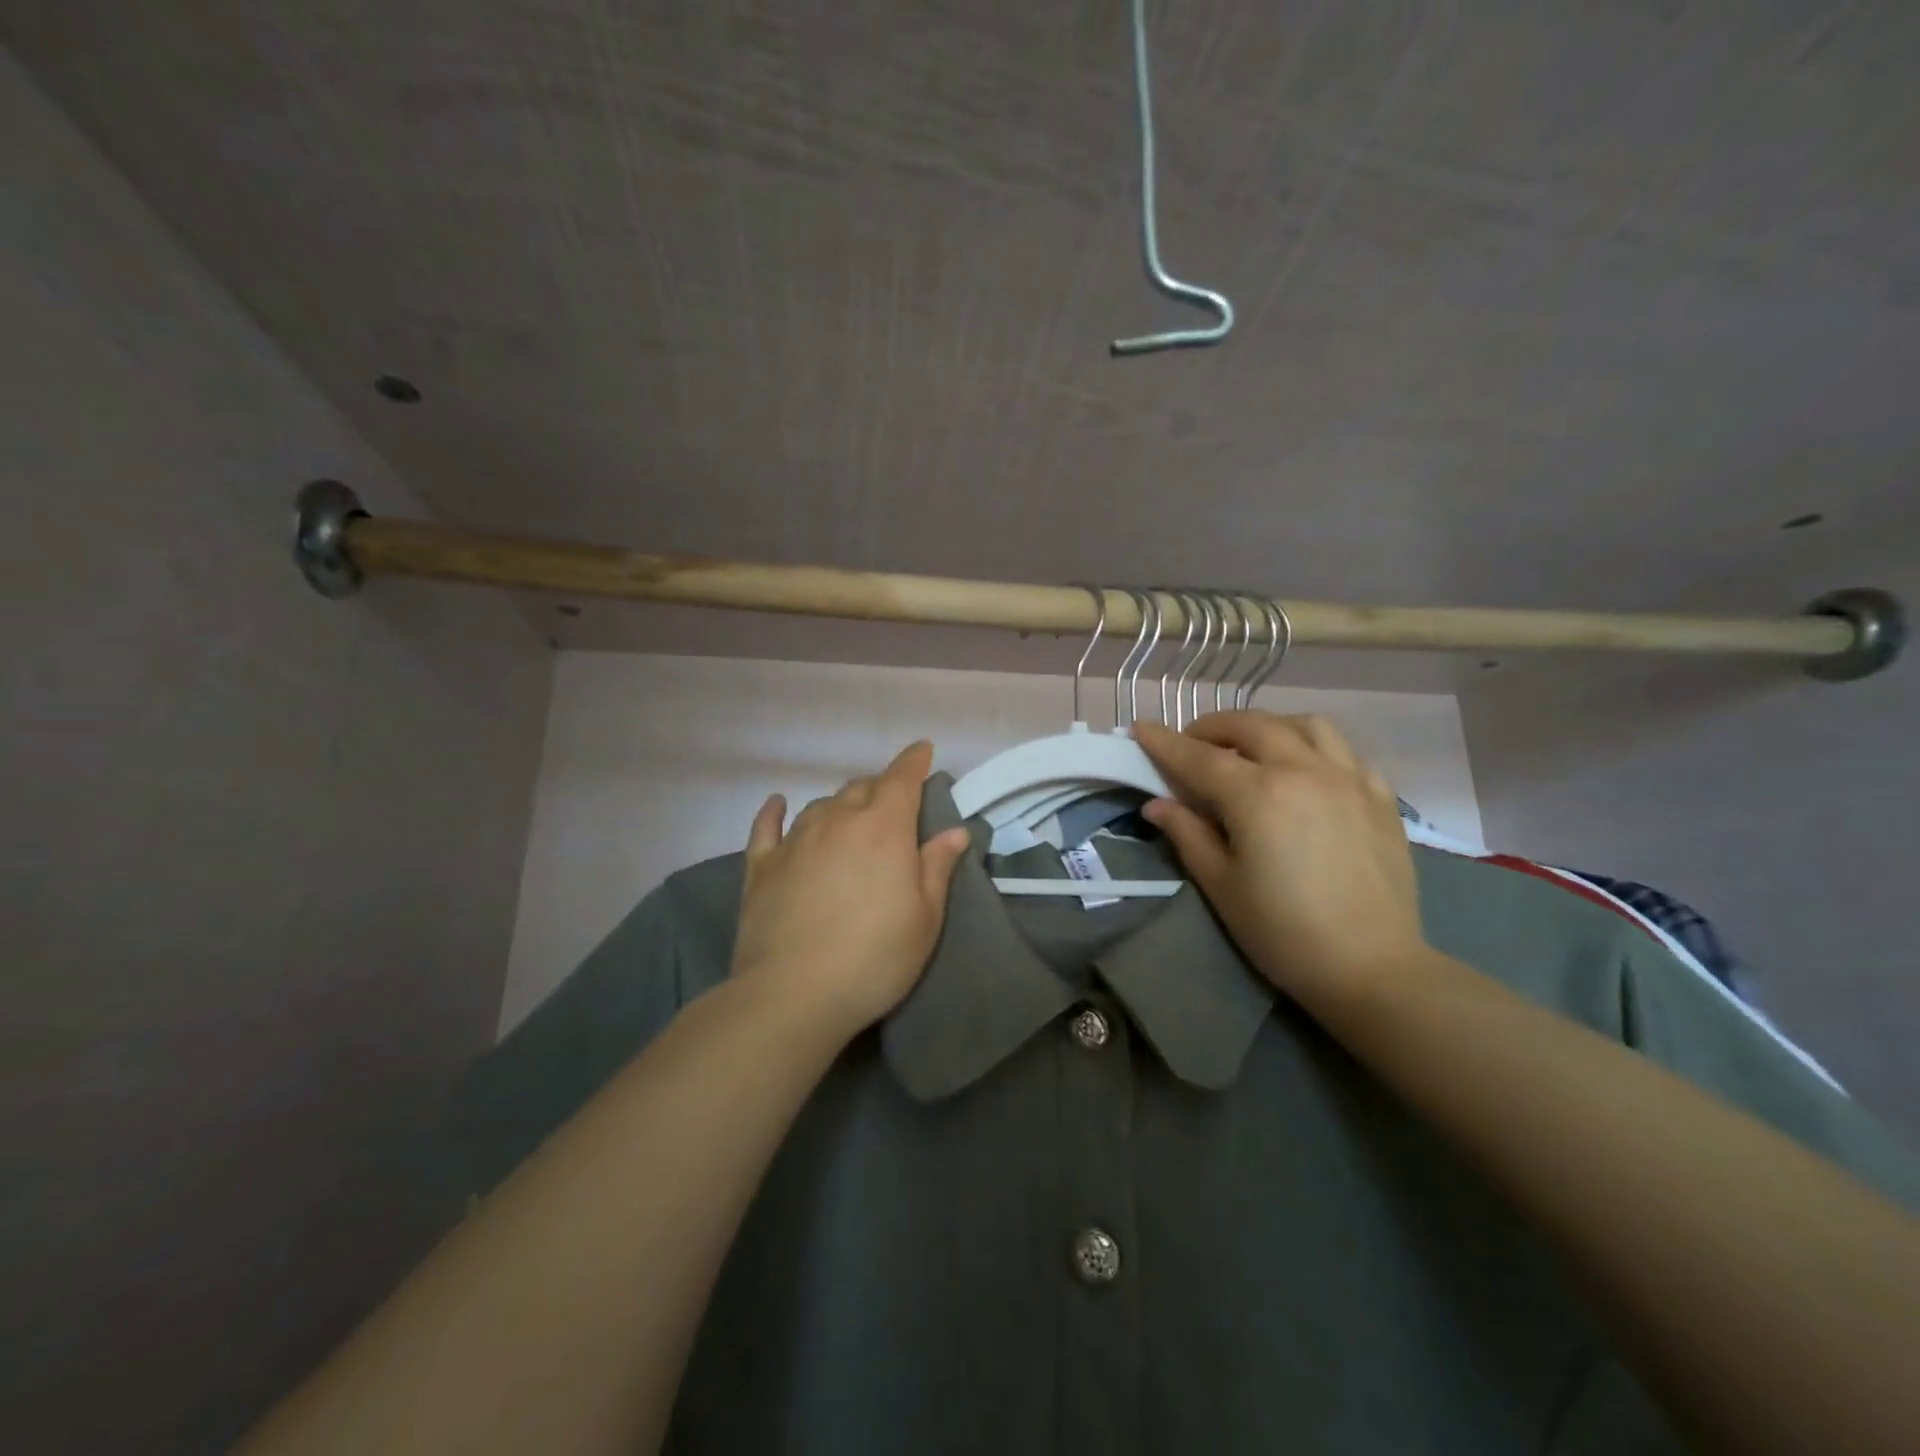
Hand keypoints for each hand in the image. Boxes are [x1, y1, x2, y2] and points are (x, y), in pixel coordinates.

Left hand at [730, 741, 971, 1042]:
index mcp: (884, 828)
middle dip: (881, 788)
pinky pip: (767, 826)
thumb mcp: (925, 918)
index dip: (914, 760)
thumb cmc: (874, 958)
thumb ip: (937, 867)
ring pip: (822, 804)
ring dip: (841, 805)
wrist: (793, 994)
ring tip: (849, 819)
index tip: (923, 750)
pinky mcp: (761, 865)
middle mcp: (838, 820)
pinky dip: (775, 812)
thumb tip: (954, 831)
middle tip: (893, 806)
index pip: (902, 778)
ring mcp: (795, 840)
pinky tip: (778, 805)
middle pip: (862, 787)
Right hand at [1134, 712, 1428, 1014]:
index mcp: (1258, 795)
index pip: (1199, 757)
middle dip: (1213, 727)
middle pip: (1251, 726)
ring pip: (1305, 725)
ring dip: (1268, 726)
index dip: (1165, 742)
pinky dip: (1315, 747)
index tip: (1141, 728)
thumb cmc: (1283, 932)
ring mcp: (1349, 779)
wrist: (1372, 968)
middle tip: (1192, 744)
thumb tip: (1157, 804)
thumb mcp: (1221, 886)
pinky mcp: (1380, 797)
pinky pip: (1345, 751)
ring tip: (1251, 747)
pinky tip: (1304, 769)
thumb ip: (1187, 835)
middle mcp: (1304, 771)